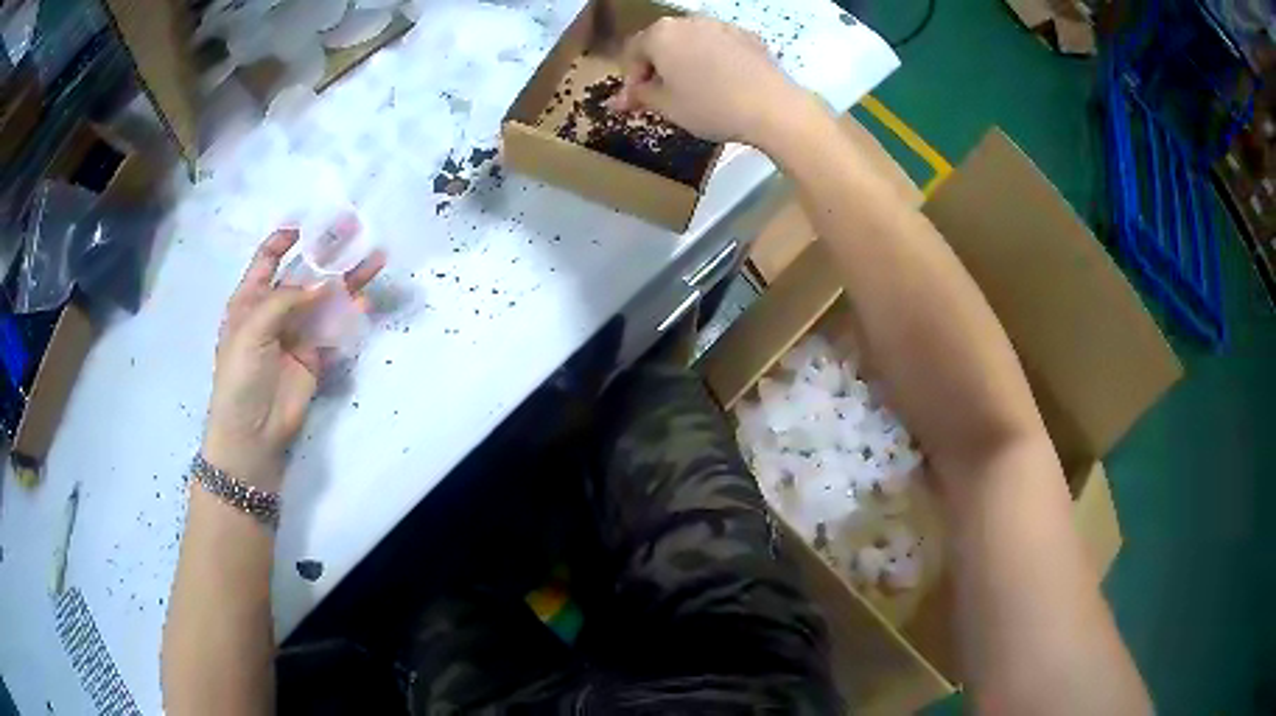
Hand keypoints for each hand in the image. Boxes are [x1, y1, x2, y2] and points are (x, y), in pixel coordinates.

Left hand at [203, 229, 384, 491]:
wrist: (252, 431)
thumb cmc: (240, 375)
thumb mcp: (251, 329)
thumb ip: (285, 300)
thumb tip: (324, 284)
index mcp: (250, 299)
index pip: (266, 260)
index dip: (284, 240)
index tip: (307, 226)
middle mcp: (274, 310)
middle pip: (303, 274)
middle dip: (327, 253)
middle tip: (356, 230)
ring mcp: (296, 333)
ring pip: (325, 299)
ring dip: (348, 280)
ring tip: (376, 260)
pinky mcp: (315, 356)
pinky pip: (335, 329)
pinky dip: (350, 315)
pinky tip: (366, 302)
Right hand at [612, 17, 814, 146]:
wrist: (772, 107)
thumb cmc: (710, 107)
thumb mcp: (667, 106)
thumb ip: (640, 96)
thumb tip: (618, 100)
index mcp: (661, 34)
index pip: (632, 52)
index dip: (630, 79)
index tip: (636, 103)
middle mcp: (688, 21)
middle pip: (662, 43)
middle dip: (657, 68)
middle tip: (662, 97)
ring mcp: (721, 25)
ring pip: (692, 42)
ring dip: (685, 62)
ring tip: (693, 90)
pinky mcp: (747, 36)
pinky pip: (719, 46)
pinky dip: (713, 61)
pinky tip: (722, 84)